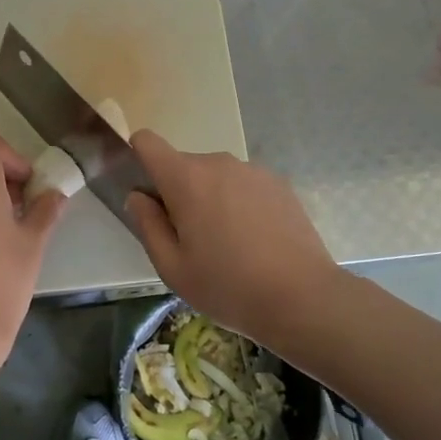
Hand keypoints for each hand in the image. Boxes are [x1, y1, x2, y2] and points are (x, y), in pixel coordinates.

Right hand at [126, 131, 341, 353]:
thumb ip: (148, 225)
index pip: (147, 142)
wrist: (302, 297)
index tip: (146, 192)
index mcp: (186, 179)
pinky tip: (255, 241)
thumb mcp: (172, 267)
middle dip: (178, 193)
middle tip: (190, 239)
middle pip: (183, 166)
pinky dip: (239, 203)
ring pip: (216, 177)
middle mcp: (219, 163)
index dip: (138, 158)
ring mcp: (253, 170)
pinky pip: (244, 185)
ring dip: (211, 199)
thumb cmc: (227, 286)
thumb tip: (138, 196)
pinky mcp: (279, 184)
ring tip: (227, 244)